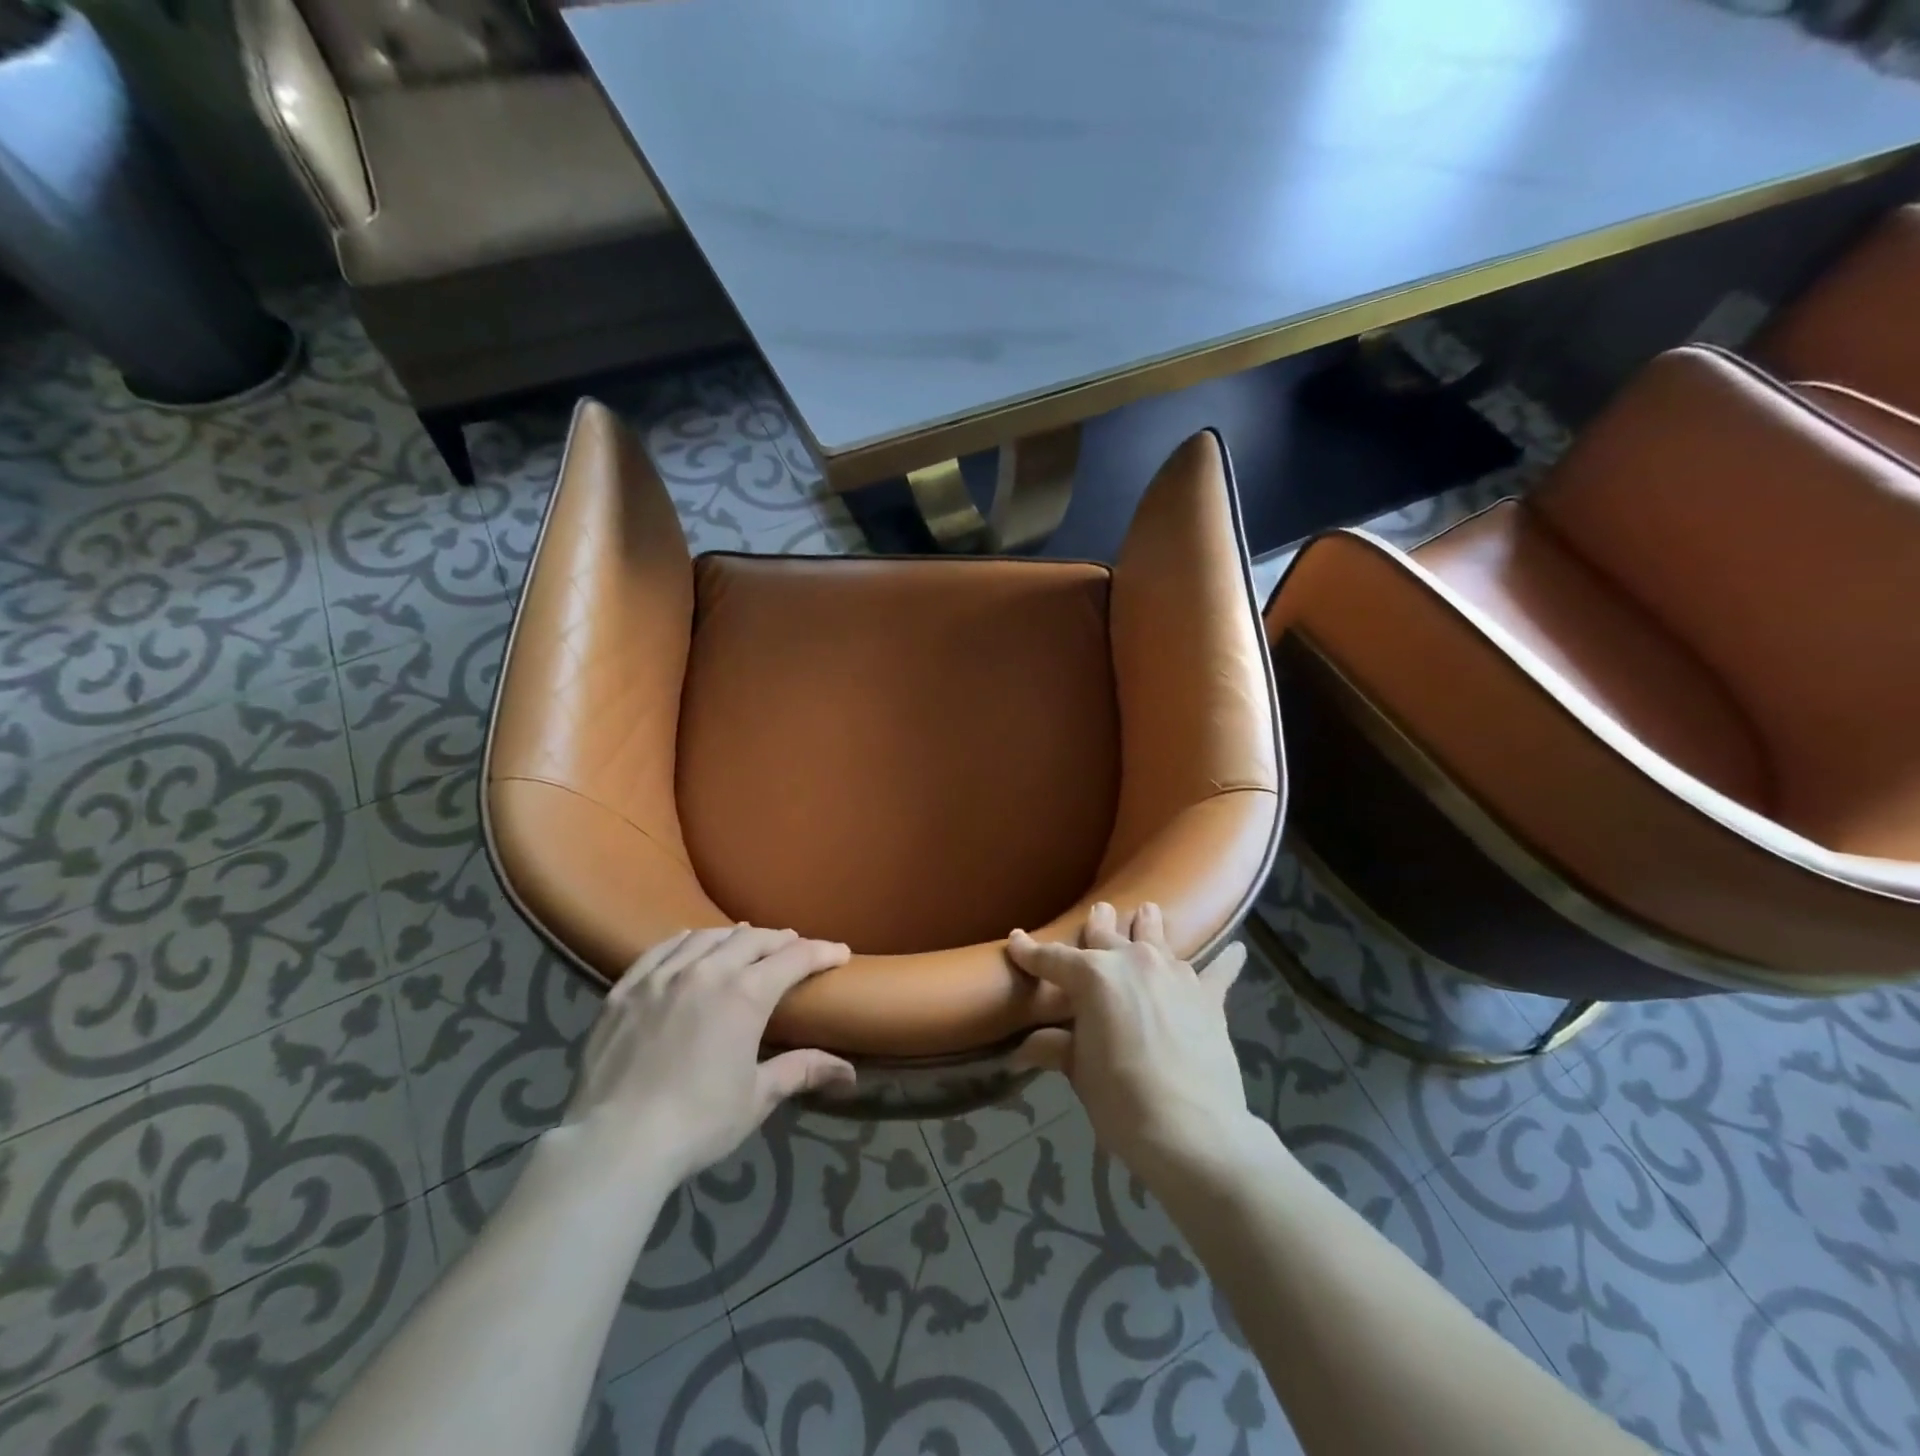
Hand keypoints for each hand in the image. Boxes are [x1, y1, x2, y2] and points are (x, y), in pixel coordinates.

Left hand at [562, 925, 854, 1187]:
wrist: (615, 1143)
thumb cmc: (697, 1122)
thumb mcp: (757, 1097)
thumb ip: (801, 1071)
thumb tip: (849, 1072)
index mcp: (745, 994)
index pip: (794, 958)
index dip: (822, 952)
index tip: (840, 953)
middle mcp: (707, 971)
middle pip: (753, 939)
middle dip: (780, 940)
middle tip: (796, 948)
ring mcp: (662, 976)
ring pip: (707, 937)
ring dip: (735, 936)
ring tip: (747, 940)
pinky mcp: (626, 989)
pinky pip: (661, 949)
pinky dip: (685, 940)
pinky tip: (690, 941)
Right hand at [1008, 902, 1256, 1182]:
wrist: (1192, 1131)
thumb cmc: (1122, 1101)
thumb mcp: (1080, 1074)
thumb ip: (1056, 1048)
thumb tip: (1025, 1048)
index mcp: (1093, 976)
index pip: (1052, 959)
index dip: (1030, 951)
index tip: (1016, 940)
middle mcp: (1133, 961)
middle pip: (1108, 934)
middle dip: (1098, 923)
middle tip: (1098, 910)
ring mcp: (1175, 974)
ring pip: (1157, 937)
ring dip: (1149, 924)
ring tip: (1148, 911)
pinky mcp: (1209, 996)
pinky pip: (1219, 970)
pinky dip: (1226, 960)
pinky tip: (1237, 950)